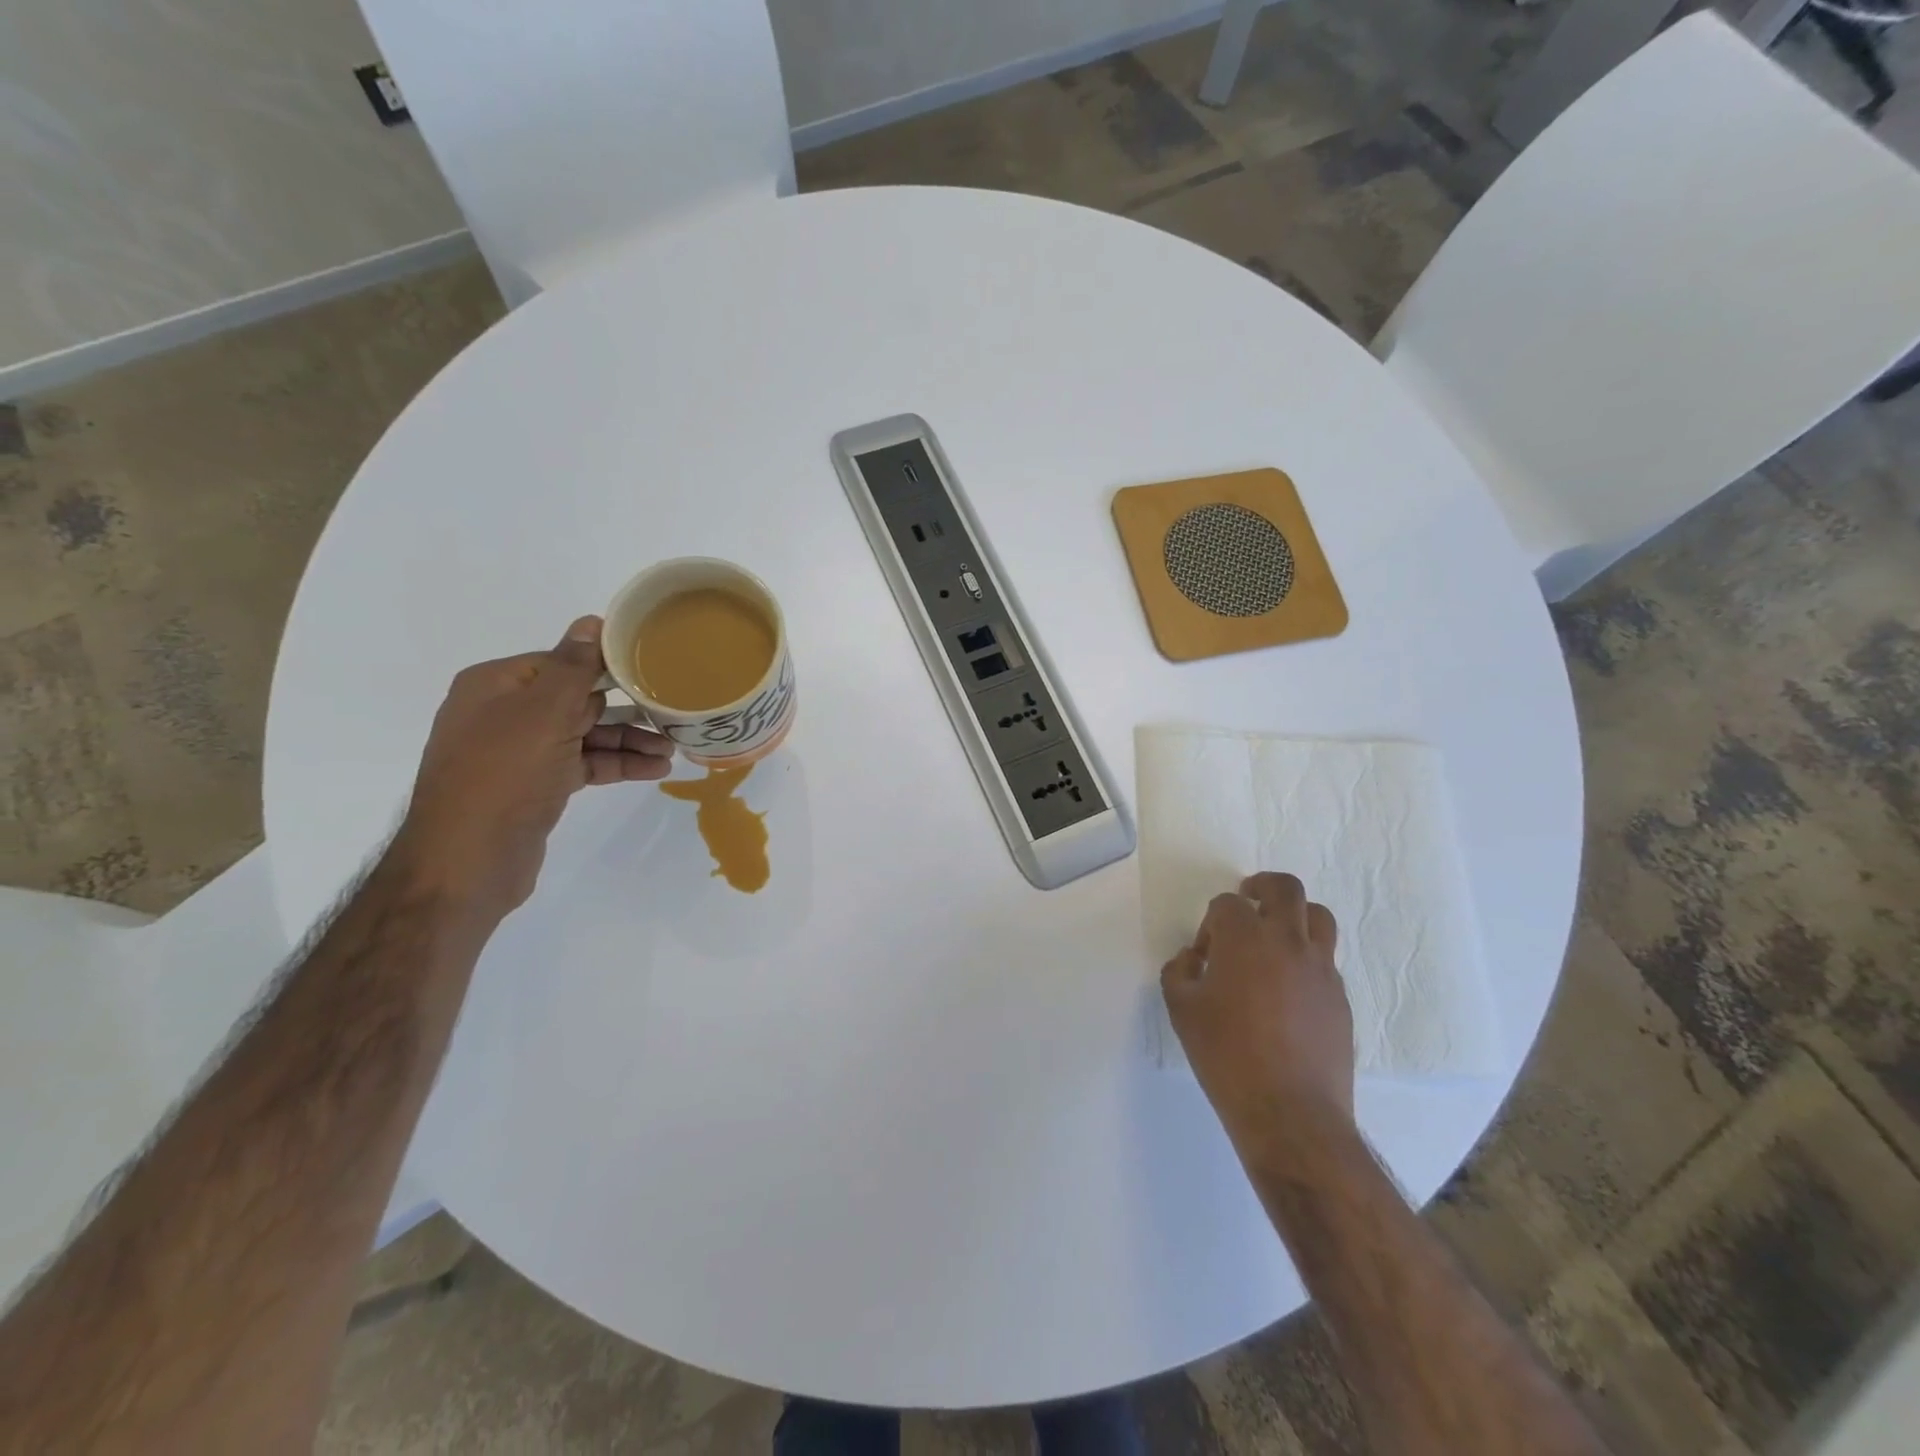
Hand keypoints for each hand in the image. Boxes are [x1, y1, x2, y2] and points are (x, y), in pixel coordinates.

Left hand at [392, 616, 674, 914]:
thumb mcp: (542, 715)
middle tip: (673, 713)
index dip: (607, 666)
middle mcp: (506, 714)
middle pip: (579, 699)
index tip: (653, 670)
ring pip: (586, 735)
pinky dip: (617, 765)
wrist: (467, 863)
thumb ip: (572, 668)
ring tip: (672, 750)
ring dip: (629, 740)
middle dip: (627, 708)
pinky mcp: (537, 786)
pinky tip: (654, 770)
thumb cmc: (503, 777)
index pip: (562, 662)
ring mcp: (521, 752)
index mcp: (497, 685)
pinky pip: (585, 764)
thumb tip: (592, 621)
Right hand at [1162, 873, 1355, 1154]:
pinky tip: (1288, 991)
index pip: (1227, 904)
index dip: (1212, 922)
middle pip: (1285, 889)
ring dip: (1294, 916)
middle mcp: (1288, 941)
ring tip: (1276, 938)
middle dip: (1262, 887)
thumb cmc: (1226, 1056)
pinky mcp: (1340, 997)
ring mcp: (1321, 969)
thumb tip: (1194, 959)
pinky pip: (1325, 960)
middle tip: (1248, 901)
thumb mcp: (1181, 1010)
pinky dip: (1306, 959)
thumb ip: (1179, 972)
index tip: (1206, 953)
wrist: (1290, 1111)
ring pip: (1318, 917)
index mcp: (1244, 938)